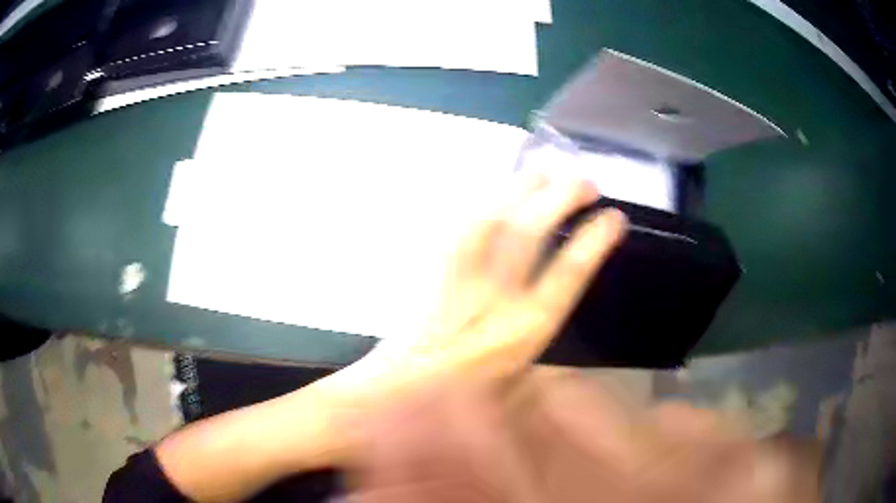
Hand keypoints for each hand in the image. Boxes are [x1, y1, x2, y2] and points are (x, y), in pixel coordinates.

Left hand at [318, 172, 626, 453]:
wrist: (393, 394)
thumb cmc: (457, 401)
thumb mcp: (514, 386)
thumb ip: (538, 351)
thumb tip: (557, 322)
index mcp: (524, 333)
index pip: (569, 274)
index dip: (594, 241)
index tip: (614, 217)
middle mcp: (495, 299)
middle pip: (530, 234)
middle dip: (561, 199)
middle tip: (584, 181)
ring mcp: (459, 280)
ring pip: (492, 220)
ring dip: (521, 189)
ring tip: (544, 170)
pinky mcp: (432, 271)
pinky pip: (458, 229)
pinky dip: (481, 203)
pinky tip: (495, 190)